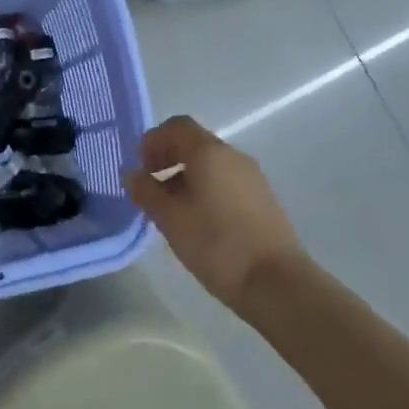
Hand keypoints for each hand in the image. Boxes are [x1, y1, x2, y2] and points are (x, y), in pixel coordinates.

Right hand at [126, 116, 306, 314]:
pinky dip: (205, 189)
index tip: (140, 167)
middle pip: (194, 143)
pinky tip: (198, 221)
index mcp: (209, 152)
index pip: (177, 126)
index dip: (153, 141)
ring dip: (185, 176)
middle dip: (167, 159)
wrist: (276, 282)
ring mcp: (252, 177)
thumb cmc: (216, 244)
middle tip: (150, 188)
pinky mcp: (262, 199)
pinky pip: (226, 181)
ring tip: (171, 210)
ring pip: (211, 164)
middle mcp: (232, 156)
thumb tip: (133, 175)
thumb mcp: (170, 219)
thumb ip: (147, 192)